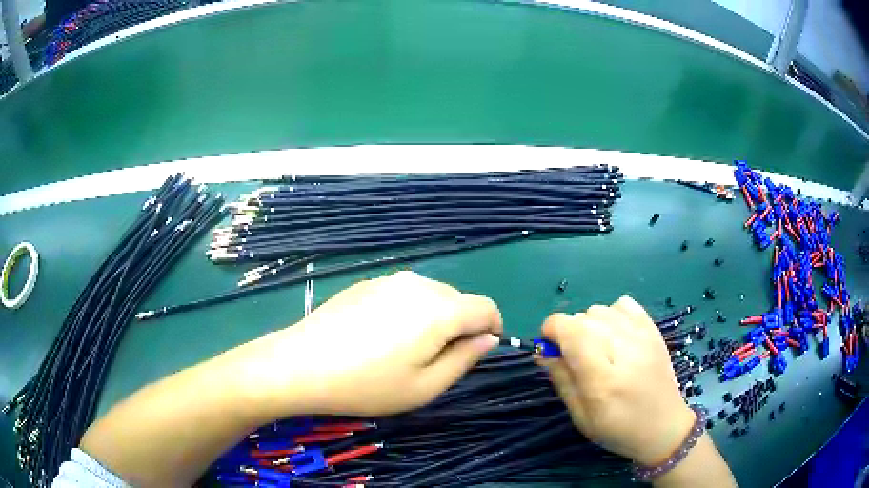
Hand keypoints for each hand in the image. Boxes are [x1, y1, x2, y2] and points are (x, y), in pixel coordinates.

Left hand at [243, 271, 502, 416]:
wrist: (302, 364)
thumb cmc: (367, 384)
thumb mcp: (425, 386)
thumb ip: (465, 359)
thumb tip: (488, 339)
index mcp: (440, 310)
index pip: (486, 307)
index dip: (492, 328)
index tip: (479, 351)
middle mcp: (419, 284)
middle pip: (459, 300)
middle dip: (461, 326)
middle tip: (437, 361)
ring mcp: (389, 279)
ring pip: (431, 295)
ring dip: (434, 318)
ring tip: (406, 350)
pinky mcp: (367, 282)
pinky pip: (404, 293)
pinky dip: (408, 311)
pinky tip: (380, 337)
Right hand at [540, 297, 694, 466]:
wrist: (664, 426)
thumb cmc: (618, 429)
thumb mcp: (581, 416)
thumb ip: (562, 379)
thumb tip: (543, 350)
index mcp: (601, 379)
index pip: (568, 329)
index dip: (551, 332)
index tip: (550, 349)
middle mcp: (623, 350)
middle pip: (581, 318)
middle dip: (569, 334)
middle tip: (576, 359)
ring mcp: (642, 336)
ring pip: (599, 310)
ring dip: (589, 325)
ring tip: (598, 349)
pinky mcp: (653, 330)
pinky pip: (623, 304)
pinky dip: (612, 315)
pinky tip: (615, 336)